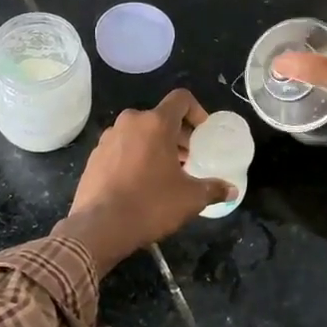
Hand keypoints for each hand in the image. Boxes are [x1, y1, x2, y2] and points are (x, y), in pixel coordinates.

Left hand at [55, 90, 235, 269]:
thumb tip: (231, 190)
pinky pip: (122, 147)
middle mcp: (130, 122)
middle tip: (188, 159)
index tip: (203, 134)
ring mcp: (108, 137)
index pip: (181, 99)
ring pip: (140, 132)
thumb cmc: (150, 205)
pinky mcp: (94, 155)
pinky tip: (140, 182)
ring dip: (156, 145)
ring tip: (165, 172)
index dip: (197, 112)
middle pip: (160, 117)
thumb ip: (213, 189)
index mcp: (155, 123)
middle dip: (178, 134)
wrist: (99, 227)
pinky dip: (135, 155)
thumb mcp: (190, 199)